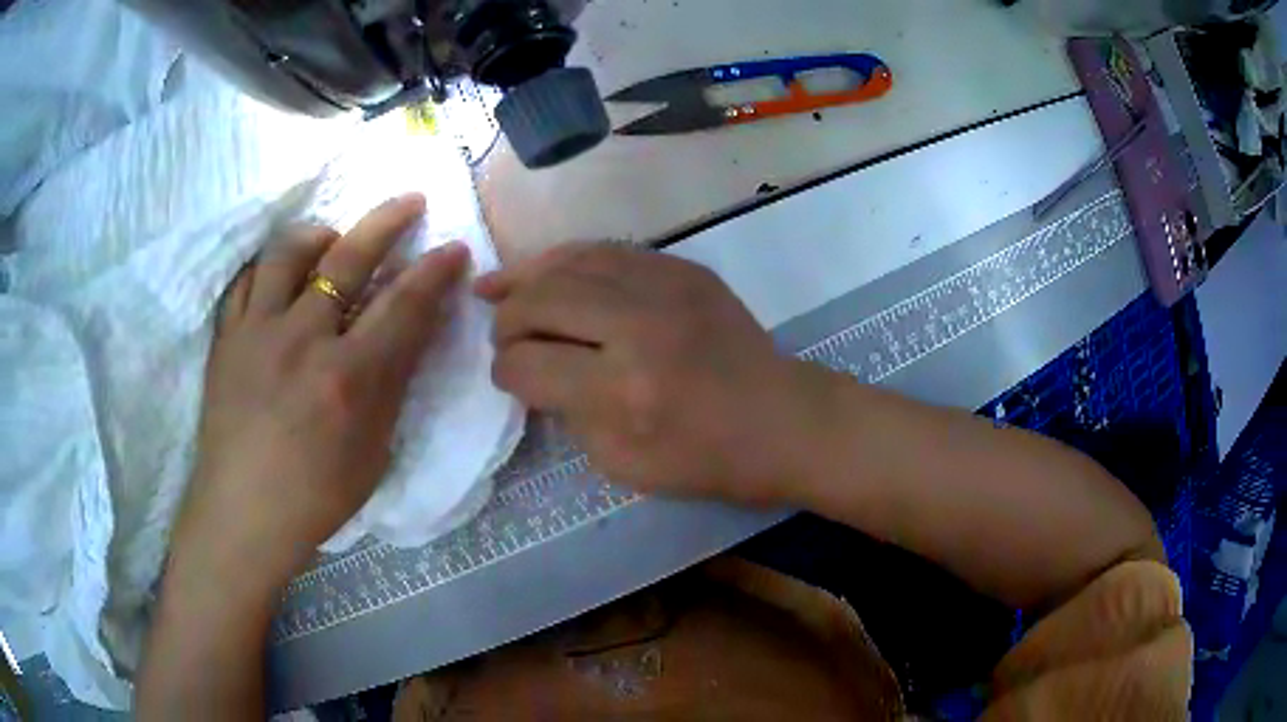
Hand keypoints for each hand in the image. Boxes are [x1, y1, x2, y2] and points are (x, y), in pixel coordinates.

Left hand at [173, 195, 469, 591]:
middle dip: (388, 222)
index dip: (435, 273)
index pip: (404, 307)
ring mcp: (257, 333)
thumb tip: (411, 334)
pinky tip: (281, 276)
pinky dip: (270, 267)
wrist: (242, 515)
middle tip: (410, 201)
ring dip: (320, 234)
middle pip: (349, 259)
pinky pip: (247, 280)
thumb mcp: (373, 452)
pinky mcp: (227, 338)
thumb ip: (392, 386)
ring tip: (332, 238)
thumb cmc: (315, 498)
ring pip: (288, 252)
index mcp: (348, 379)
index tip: (455, 248)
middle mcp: (302, 341)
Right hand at [476, 244, 823, 504]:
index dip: (505, 372)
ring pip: (569, 262)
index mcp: (621, 389)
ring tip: (499, 287)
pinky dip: (568, 259)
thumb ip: (568, 414)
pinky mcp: (683, 268)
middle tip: (502, 335)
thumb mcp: (621, 463)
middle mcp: (637, 325)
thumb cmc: (705, 459)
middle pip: (540, 301)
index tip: (507, 377)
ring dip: (526, 278)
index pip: (527, 363)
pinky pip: (607, 249)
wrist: (782, 421)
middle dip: (506, 320)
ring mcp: (664, 286)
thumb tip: (535, 371)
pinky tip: (547, 270)